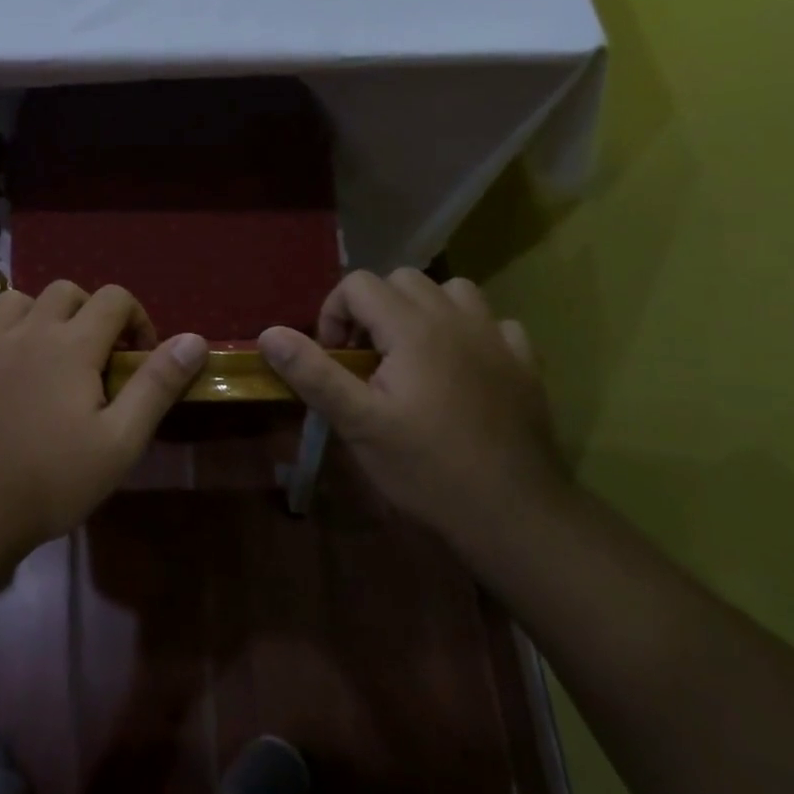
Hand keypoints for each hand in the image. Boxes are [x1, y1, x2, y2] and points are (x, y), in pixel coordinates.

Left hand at [0, 282, 207, 552]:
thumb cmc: (57, 478)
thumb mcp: (122, 440)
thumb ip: (157, 385)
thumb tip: (194, 339)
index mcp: (72, 345)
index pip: (113, 298)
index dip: (137, 319)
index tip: (140, 359)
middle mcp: (29, 333)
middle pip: (65, 291)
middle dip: (92, 311)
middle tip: (102, 356)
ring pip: (14, 301)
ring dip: (39, 314)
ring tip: (53, 350)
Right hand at [257, 270, 563, 540]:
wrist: (514, 513)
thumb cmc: (426, 468)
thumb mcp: (358, 423)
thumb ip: (313, 372)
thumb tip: (269, 334)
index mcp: (413, 328)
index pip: (358, 284)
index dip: (334, 315)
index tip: (335, 360)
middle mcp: (456, 318)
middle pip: (403, 279)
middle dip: (374, 309)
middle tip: (367, 359)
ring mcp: (497, 338)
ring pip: (453, 291)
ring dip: (424, 310)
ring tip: (413, 354)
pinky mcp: (525, 363)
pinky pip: (494, 323)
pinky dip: (471, 333)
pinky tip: (464, 368)